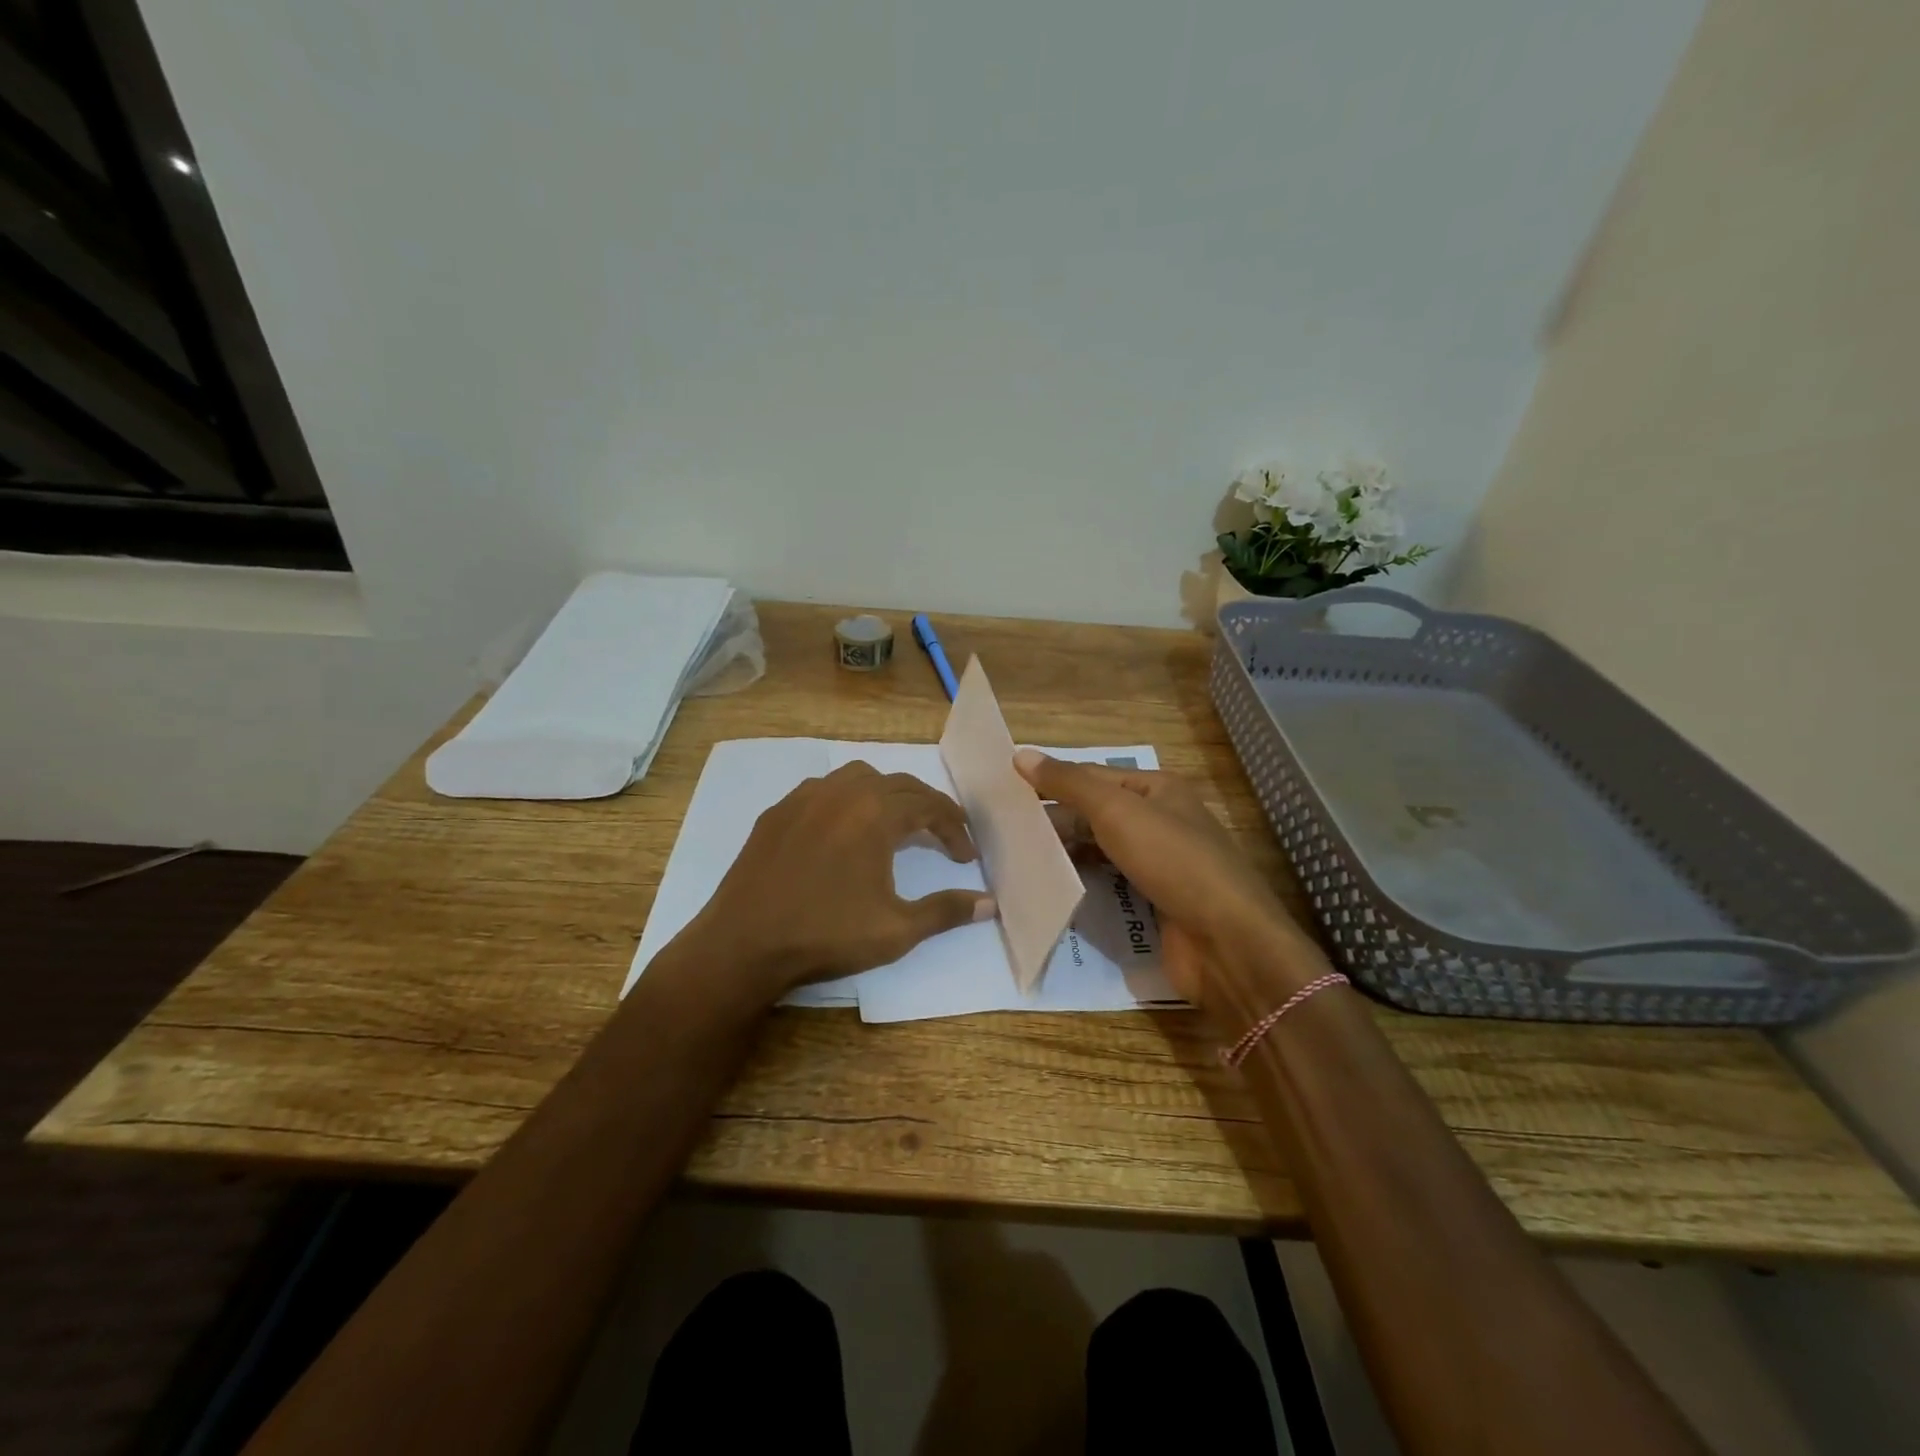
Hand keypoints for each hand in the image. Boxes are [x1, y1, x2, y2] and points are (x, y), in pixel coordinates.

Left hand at [679, 761, 993, 1003]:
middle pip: (898, 784)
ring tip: (894, 824)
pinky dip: (845, 800)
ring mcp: (804, 798)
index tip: (966, 856)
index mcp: (875, 813)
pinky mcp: (776, 813)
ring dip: (885, 794)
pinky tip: (842, 830)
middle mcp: (842, 792)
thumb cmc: (826, 935)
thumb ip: (946, 911)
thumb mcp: (897, 929)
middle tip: (942, 836)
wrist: (743, 944)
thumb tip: (990, 903)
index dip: (954, 828)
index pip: (929, 806)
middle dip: (926, 807)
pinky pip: (822, 790)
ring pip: (857, 777)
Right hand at [1015, 749, 1321, 1007]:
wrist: (1225, 942)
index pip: (1093, 776)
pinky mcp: (1154, 903)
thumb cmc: (1173, 861)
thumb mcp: (1116, 811)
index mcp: (1158, 789)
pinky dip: (1083, 882)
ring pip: (1101, 850)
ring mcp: (1159, 865)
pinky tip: (1050, 886)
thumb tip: (1021, 753)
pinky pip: (1110, 884)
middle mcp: (1160, 821)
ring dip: (1065, 852)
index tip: (1005, 790)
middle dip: (1055, 819)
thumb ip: (1069, 783)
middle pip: (1096, 813)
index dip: (1052, 780)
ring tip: (1016, 856)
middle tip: (1002, 827)